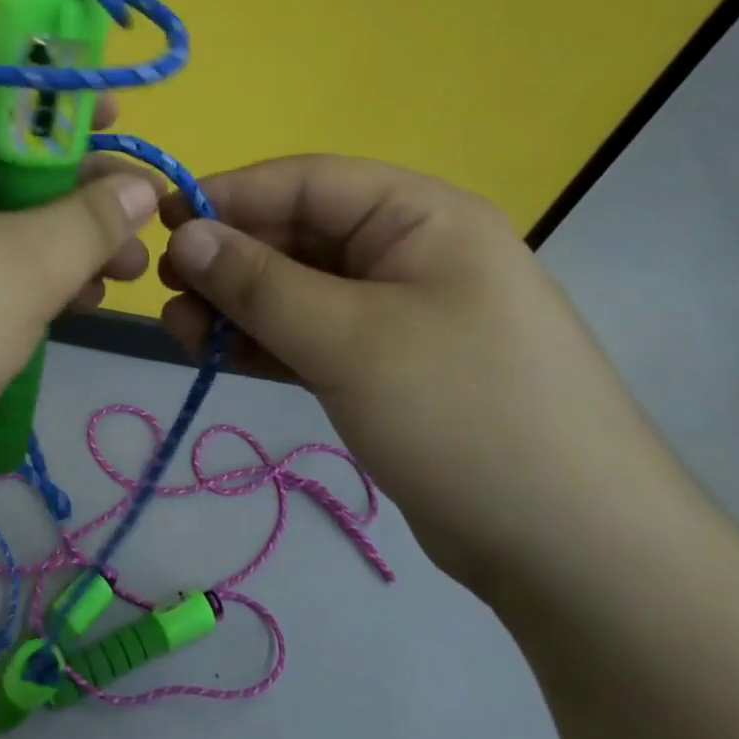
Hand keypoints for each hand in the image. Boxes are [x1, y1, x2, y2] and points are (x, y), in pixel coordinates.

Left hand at [0, 49, 159, 490]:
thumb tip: (138, 186)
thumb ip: (91, 218)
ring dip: (58, 236)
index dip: (58, 86)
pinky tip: (72, 304)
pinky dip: (20, 270)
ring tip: (122, 275)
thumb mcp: (26, 266)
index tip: (112, 119)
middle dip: (77, 184)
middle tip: (135, 219)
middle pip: (3, 148)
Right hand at [157, 155, 693, 596]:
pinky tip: (213, 353)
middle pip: (296, 235)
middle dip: (228, 259)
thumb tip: (185, 235)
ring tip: (179, 330)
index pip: (307, 182)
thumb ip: (258, 282)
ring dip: (235, 304)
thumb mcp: (349, 339)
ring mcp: (396, 312)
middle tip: (166, 291)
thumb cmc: (464, 416)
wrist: (575, 557)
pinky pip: (307, 333)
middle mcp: (408, 252)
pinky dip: (261, 340)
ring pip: (294, 288)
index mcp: (420, 216)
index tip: (163, 222)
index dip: (231, 196)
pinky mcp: (383, 365)